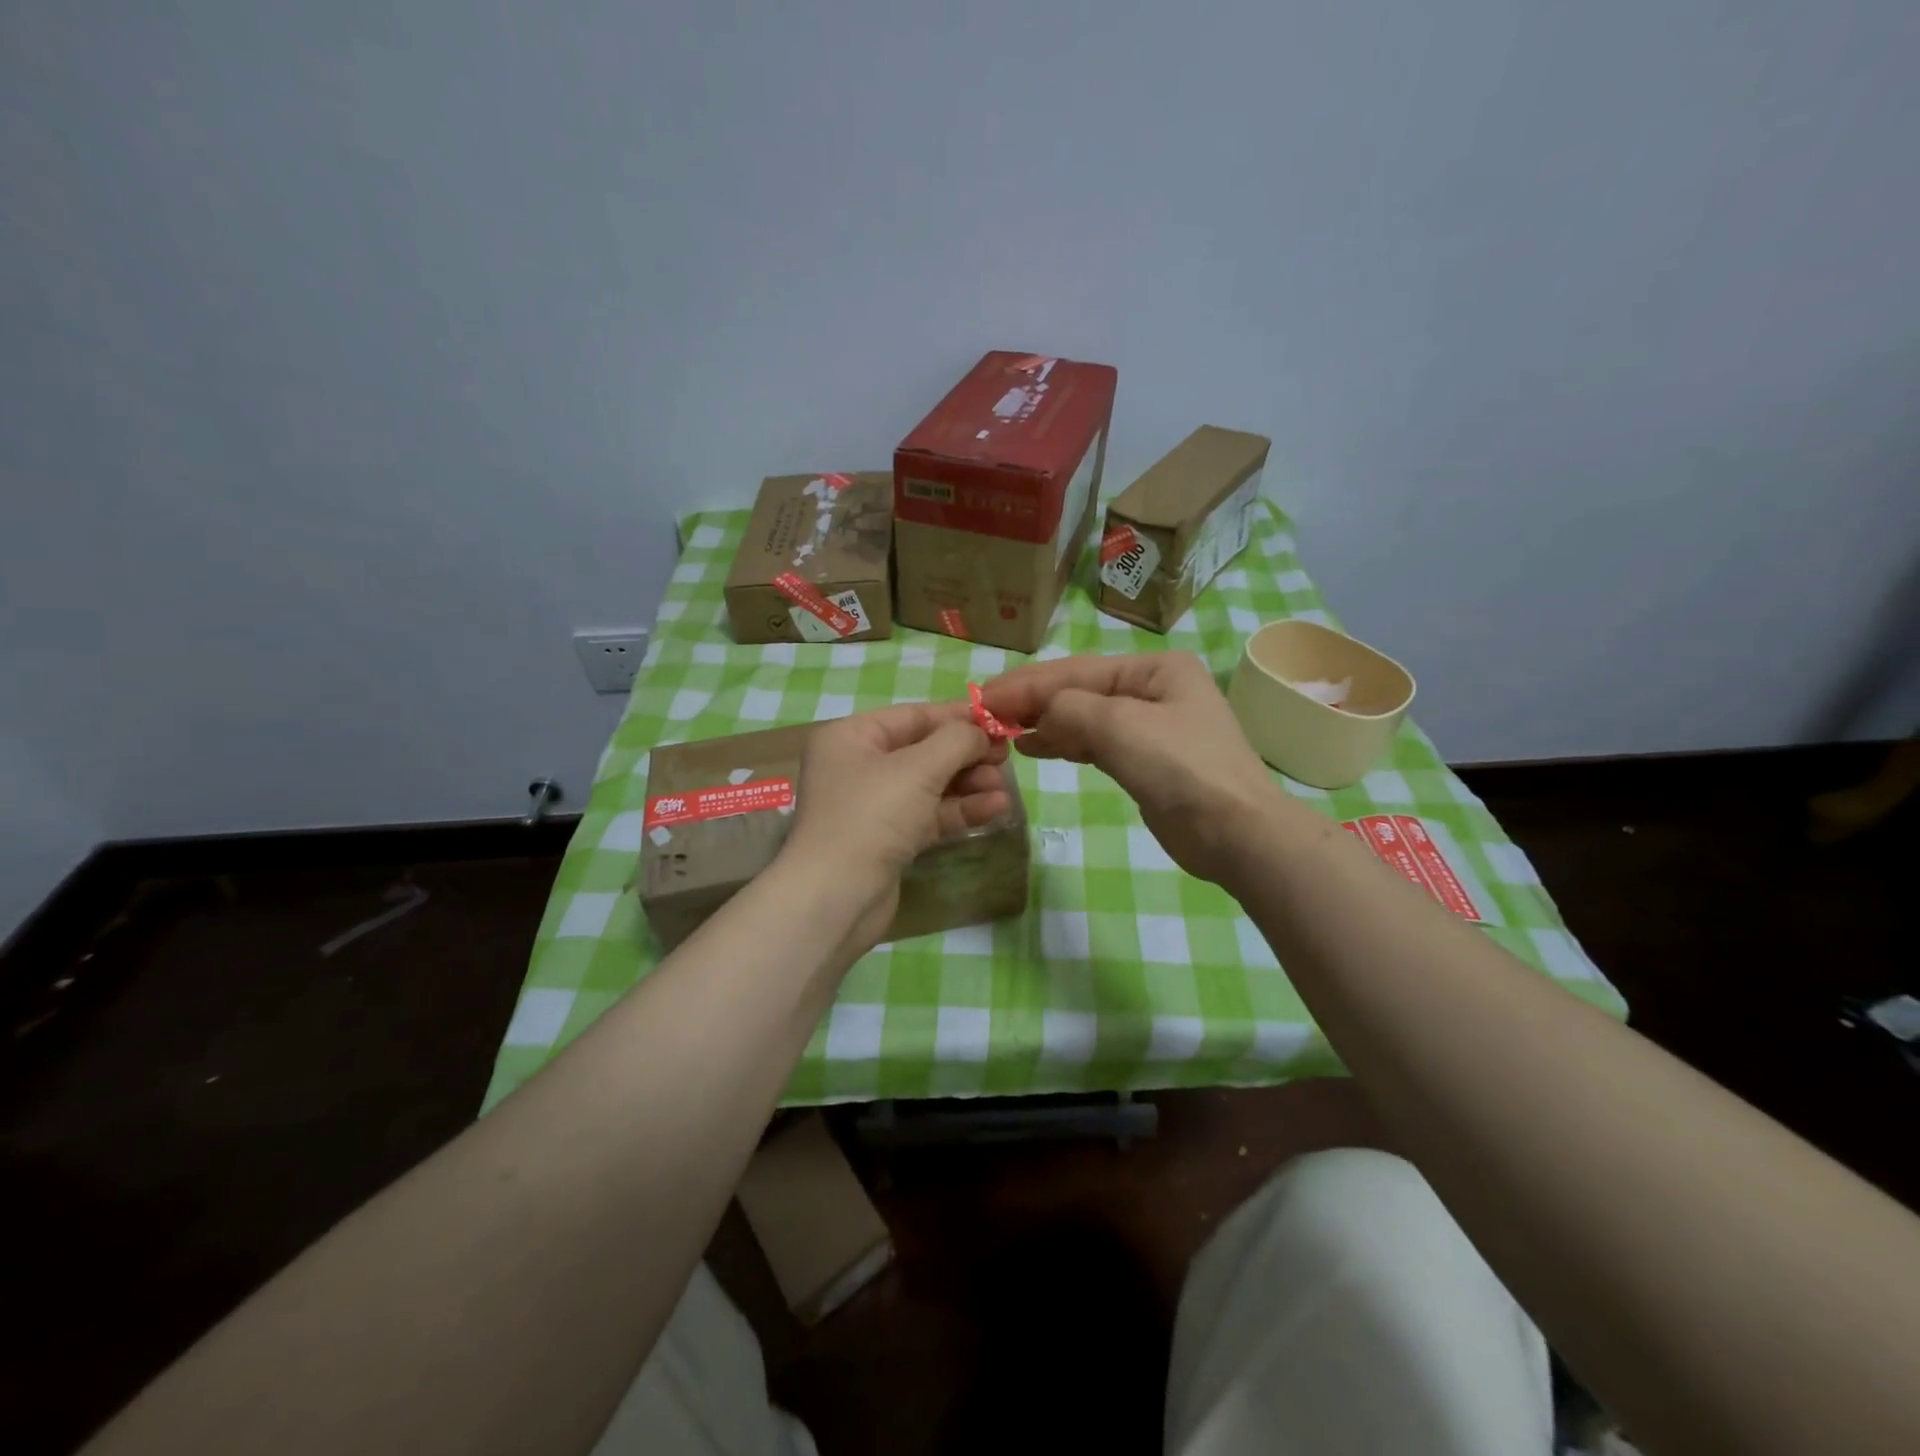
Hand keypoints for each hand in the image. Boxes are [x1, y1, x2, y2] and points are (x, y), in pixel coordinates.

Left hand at [779, 701, 1010, 949]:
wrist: (836, 897)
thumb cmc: (871, 816)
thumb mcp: (918, 768)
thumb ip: (956, 741)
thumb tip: (980, 732)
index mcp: (852, 737)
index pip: (913, 716)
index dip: (958, 716)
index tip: (999, 720)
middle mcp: (859, 766)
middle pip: (924, 750)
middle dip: (966, 755)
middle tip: (1006, 758)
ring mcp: (873, 806)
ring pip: (930, 785)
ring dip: (969, 785)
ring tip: (1005, 789)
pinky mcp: (888, 840)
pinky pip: (930, 815)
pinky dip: (960, 811)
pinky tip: (996, 809)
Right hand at [982, 652, 1282, 885]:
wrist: (1236, 833)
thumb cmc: (1181, 768)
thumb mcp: (1120, 726)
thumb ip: (1069, 709)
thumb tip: (1039, 716)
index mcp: (1154, 668)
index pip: (1076, 671)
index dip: (1026, 684)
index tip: (981, 697)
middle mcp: (1153, 688)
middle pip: (1079, 690)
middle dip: (1032, 701)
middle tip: (984, 714)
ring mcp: (1151, 726)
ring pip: (1084, 717)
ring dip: (1044, 723)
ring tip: (1002, 731)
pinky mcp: (1145, 761)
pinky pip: (1094, 743)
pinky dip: (1063, 744)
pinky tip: (1034, 747)